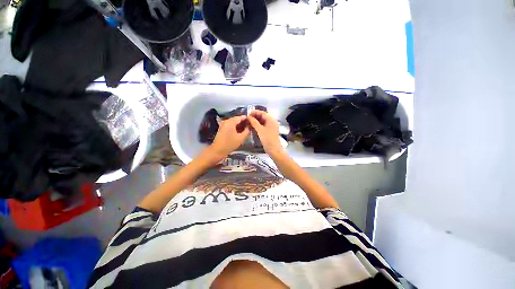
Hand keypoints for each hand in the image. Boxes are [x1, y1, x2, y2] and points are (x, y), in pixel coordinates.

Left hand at [209, 115, 249, 158]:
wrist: (218, 150)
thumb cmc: (230, 144)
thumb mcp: (241, 138)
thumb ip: (246, 131)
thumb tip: (249, 126)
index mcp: (231, 122)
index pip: (240, 117)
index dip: (246, 119)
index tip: (252, 121)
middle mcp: (226, 121)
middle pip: (236, 119)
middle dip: (243, 121)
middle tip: (249, 125)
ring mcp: (223, 124)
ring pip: (233, 122)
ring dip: (239, 124)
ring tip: (245, 128)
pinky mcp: (222, 128)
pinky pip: (230, 124)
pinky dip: (235, 126)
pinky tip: (239, 130)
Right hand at [247, 110, 283, 155]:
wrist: (274, 150)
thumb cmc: (267, 139)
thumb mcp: (260, 130)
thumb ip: (254, 122)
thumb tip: (248, 117)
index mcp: (271, 120)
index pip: (262, 113)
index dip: (255, 112)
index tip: (248, 114)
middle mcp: (272, 121)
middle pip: (263, 116)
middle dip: (255, 116)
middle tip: (247, 118)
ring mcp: (271, 126)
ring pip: (263, 121)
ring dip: (256, 121)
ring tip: (249, 122)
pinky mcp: (270, 131)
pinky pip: (263, 125)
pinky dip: (258, 125)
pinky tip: (253, 127)